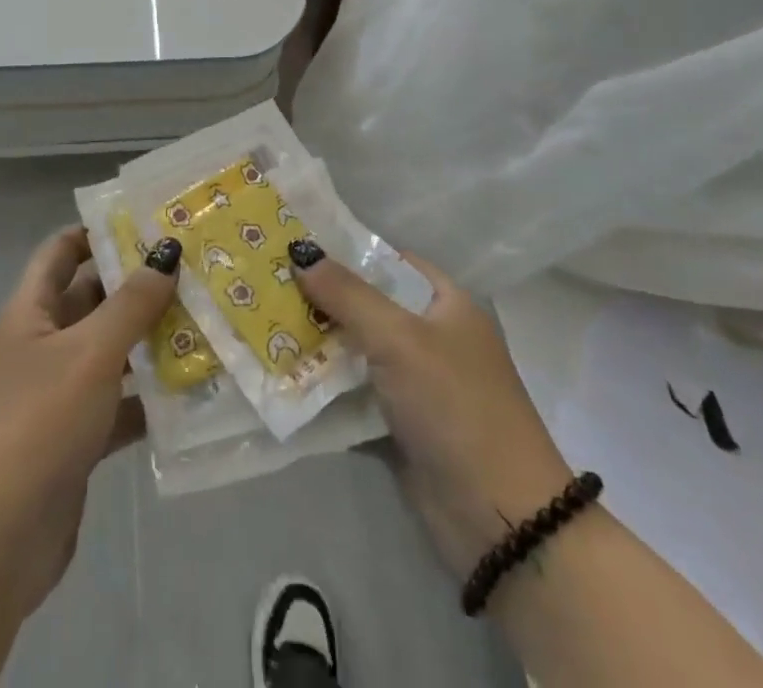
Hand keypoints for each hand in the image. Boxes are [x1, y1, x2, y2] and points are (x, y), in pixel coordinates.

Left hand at [0, 225, 178, 619]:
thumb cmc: (38, 423)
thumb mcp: (90, 352)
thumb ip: (131, 303)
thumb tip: (166, 250)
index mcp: (30, 312)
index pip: (61, 252)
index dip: (97, 233)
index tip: (148, 223)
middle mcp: (40, 346)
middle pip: (91, 300)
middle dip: (137, 287)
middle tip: (195, 272)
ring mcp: (56, 395)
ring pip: (108, 354)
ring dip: (149, 342)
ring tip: (206, 323)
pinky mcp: (74, 441)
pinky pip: (117, 405)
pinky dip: (148, 398)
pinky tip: (193, 393)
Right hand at [292, 245, 572, 579]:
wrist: (500, 519)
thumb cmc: (455, 405)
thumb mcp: (399, 338)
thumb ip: (347, 294)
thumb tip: (300, 250)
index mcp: (447, 305)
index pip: (391, 261)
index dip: (347, 250)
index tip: (295, 243)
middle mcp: (433, 338)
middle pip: (368, 305)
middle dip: (322, 297)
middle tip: (266, 280)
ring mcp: (417, 384)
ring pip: (357, 350)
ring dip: (317, 341)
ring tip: (262, 319)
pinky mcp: (400, 425)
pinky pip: (355, 393)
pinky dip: (324, 385)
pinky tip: (281, 371)